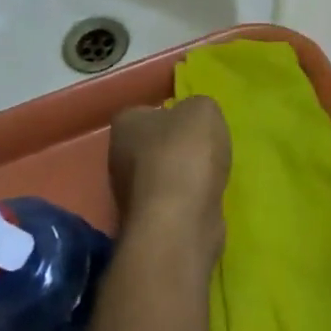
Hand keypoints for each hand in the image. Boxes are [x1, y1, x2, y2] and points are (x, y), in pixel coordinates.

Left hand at [107, 98, 230, 249]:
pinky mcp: (148, 223)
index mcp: (126, 124)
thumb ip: (198, 108)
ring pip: (162, 176)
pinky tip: (206, 200)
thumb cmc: (185, 155)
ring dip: (184, 177)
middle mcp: (118, 158)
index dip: (169, 113)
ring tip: (212, 176)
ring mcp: (130, 195)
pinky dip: (189, 202)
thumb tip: (194, 120)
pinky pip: (172, 203)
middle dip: (177, 148)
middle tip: (206, 148)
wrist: (179, 223)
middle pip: (152, 145)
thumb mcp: (203, 110)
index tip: (192, 121)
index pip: (144, 111)